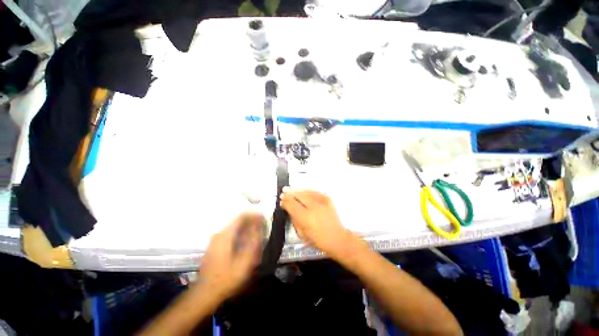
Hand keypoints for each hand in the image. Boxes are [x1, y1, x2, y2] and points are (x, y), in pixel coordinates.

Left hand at [198, 211, 263, 301]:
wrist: (206, 292)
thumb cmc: (227, 277)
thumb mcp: (245, 260)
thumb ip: (253, 241)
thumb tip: (259, 225)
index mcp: (226, 235)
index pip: (241, 216)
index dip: (254, 214)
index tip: (263, 218)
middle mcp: (220, 233)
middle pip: (237, 220)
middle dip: (251, 220)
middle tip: (261, 226)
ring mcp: (216, 239)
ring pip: (234, 226)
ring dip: (246, 226)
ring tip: (255, 233)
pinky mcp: (215, 245)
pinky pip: (230, 232)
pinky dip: (240, 232)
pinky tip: (245, 241)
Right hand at [280, 188, 350, 256]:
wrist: (337, 238)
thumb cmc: (318, 240)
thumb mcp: (301, 234)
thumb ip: (294, 220)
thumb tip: (289, 209)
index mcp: (305, 217)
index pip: (291, 205)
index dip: (285, 202)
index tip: (281, 201)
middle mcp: (313, 207)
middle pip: (298, 196)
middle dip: (289, 194)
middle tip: (284, 192)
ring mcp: (321, 201)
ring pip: (306, 192)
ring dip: (297, 190)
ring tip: (291, 189)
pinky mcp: (327, 199)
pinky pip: (315, 192)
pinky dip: (307, 191)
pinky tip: (302, 191)